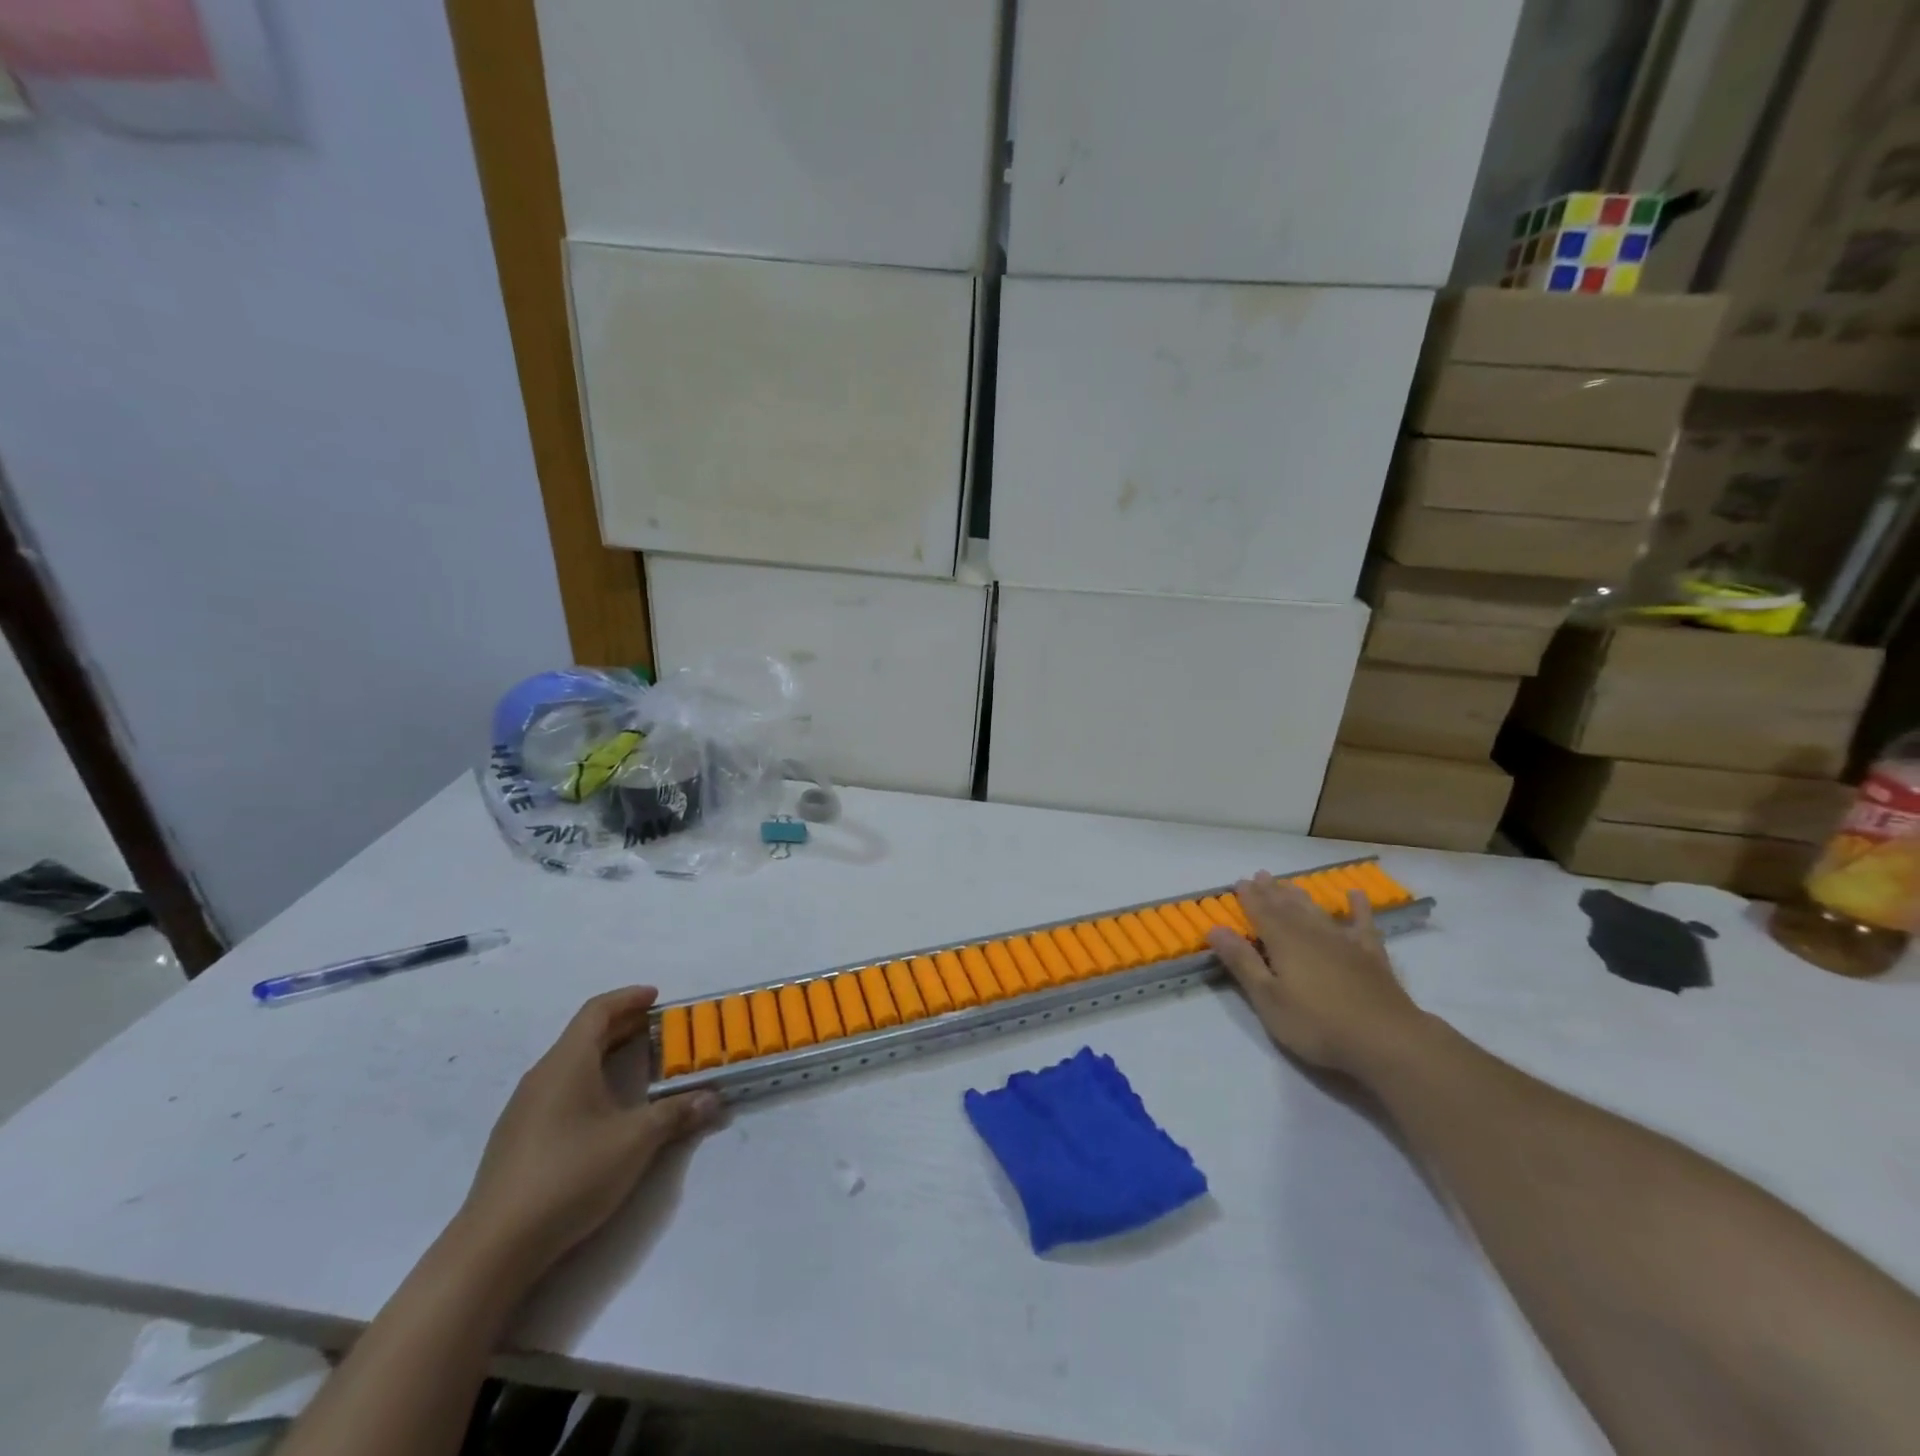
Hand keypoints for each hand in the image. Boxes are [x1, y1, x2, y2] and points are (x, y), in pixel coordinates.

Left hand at [458, 987, 720, 1273]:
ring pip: (570, 1064)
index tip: (657, 997)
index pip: (597, 1011)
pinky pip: (560, 1090)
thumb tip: (712, 1098)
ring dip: (605, 1054)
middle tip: (658, 1027)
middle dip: (623, 1025)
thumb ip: (676, 1113)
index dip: (628, 998)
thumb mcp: (635, 1141)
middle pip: (584, 1035)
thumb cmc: (570, 1174)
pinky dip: (589, 1081)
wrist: (495, 1247)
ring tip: (638, 1064)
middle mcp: (542, 1076)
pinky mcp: (518, 1139)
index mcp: (567, 1063)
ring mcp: (524, 1109)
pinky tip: (605, 1109)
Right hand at [1208, 871, 1428, 1077]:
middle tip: (1261, 875)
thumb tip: (1215, 929)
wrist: (1386, 1040)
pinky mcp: (1371, 956)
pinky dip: (1358, 908)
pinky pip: (1362, 924)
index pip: (1261, 912)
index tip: (1239, 882)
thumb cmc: (1317, 1024)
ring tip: (1290, 883)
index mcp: (1284, 942)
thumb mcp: (1269, 999)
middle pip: (1287, 907)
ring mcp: (1344, 942)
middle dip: (1272, 891)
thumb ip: (1243, 962)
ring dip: (1301, 897)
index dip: (1249, 897)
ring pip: (1317, 912)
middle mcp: (1312, 933)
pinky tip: (1356, 894)